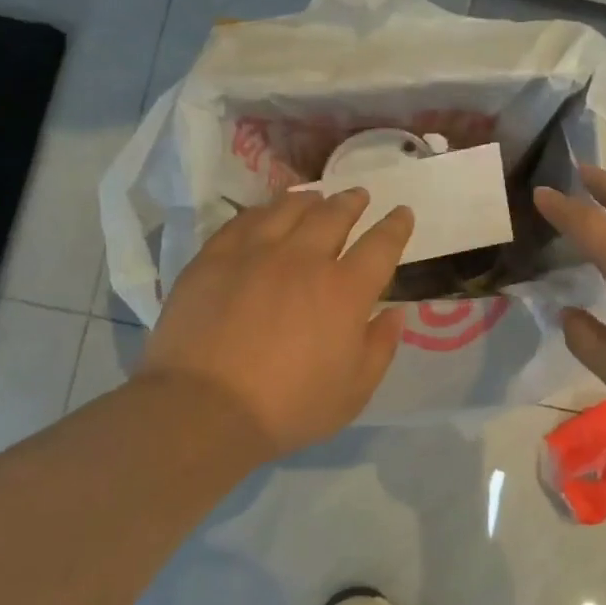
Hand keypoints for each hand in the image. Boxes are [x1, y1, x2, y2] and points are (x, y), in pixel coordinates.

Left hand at [138, 189, 412, 456]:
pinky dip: (263, 211)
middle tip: (359, 196)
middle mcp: (304, 259)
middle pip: (334, 215)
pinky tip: (265, 214)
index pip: (381, 245)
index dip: (396, 226)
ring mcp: (255, 253)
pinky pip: (243, 220)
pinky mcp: (214, 258)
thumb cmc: (289, 407)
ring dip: (309, 200)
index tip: (401, 213)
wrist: (204, 408)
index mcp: (346, 290)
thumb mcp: (354, 390)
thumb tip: (396, 313)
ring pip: (288, 208)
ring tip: (315, 198)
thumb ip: (381, 347)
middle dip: (352, 202)